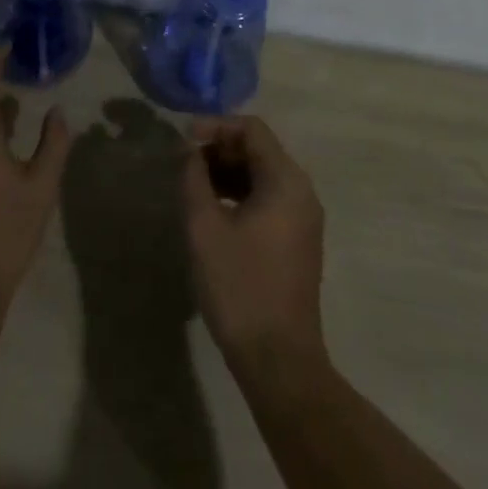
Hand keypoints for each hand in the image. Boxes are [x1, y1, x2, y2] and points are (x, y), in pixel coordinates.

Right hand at [182, 116, 326, 377]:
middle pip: (259, 150)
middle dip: (220, 149)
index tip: (184, 139)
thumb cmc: (240, 287)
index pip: (251, 129)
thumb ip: (194, 178)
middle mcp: (302, 191)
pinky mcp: (298, 241)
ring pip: (262, 175)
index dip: (215, 126)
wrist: (279, 362)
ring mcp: (304, 218)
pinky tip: (214, 212)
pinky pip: (269, 199)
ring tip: (194, 186)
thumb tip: (190, 153)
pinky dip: (241, 195)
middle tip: (185, 163)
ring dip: (228, 173)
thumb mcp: (205, 227)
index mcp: (286, 180)